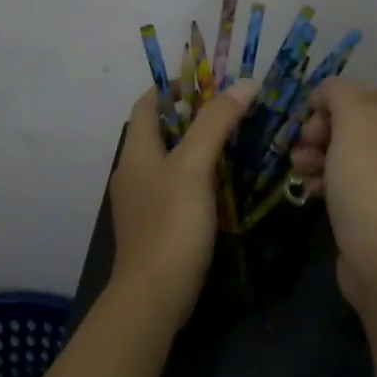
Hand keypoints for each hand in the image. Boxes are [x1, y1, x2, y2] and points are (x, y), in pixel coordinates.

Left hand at [107, 79, 254, 322]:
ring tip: (234, 141)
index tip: (207, 81)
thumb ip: (216, 123)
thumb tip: (243, 83)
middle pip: (159, 131)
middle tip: (231, 110)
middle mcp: (133, 172)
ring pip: (169, 161)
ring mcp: (142, 201)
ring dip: (197, 147)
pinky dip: (197, 176)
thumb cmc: (171, 224)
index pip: (147, 104)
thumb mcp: (195, 167)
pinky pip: (175, 187)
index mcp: (135, 152)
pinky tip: (224, 184)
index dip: (172, 87)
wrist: (154, 295)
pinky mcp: (155, 225)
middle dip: (192, 116)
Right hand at [294, 79, 376, 307]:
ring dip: (321, 154)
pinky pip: (357, 182)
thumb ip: (340, 93)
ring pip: (355, 153)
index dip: (336, 97)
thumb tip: (329, 90)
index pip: (373, 91)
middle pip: (363, 122)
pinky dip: (332, 180)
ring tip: (299, 167)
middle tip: (302, 143)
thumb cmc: (373, 183)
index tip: (307, 112)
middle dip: (325, 129)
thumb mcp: (355, 123)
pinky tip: (311, 190)